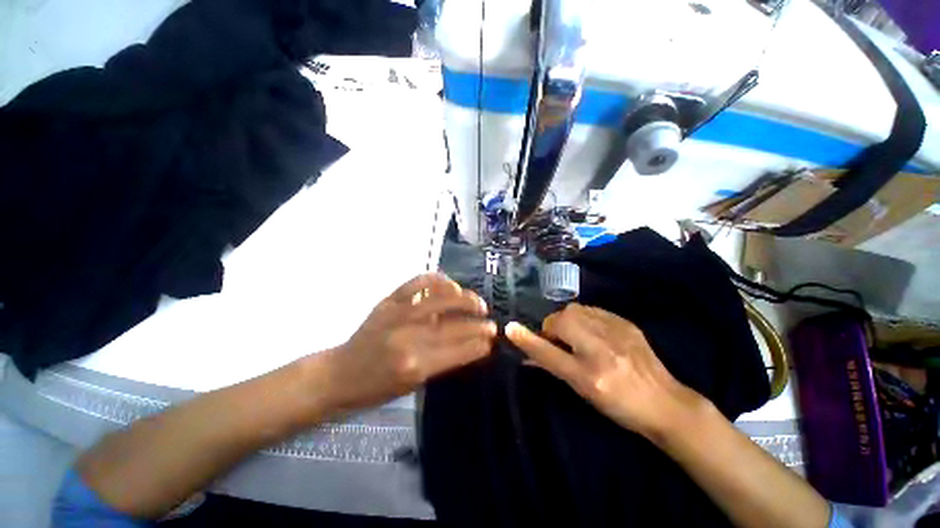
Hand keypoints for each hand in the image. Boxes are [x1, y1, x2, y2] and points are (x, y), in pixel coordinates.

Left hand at [320, 273, 496, 411]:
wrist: (339, 374)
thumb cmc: (376, 388)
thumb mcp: (412, 385)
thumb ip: (442, 362)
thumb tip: (470, 345)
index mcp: (415, 366)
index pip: (458, 351)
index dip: (479, 344)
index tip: (491, 340)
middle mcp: (409, 337)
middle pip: (454, 326)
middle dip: (478, 324)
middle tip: (491, 323)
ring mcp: (398, 314)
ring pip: (441, 299)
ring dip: (465, 299)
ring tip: (477, 302)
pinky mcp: (389, 301)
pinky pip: (417, 282)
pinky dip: (437, 280)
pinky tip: (450, 285)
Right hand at [506, 304, 706, 441]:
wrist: (666, 403)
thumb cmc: (619, 405)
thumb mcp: (582, 390)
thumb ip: (552, 367)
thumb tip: (526, 356)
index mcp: (590, 375)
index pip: (548, 353)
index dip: (526, 339)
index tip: (509, 328)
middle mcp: (602, 350)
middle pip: (560, 321)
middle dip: (553, 328)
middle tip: (560, 342)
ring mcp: (617, 333)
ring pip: (575, 311)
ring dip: (567, 320)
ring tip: (576, 335)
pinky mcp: (626, 323)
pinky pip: (592, 310)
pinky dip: (584, 317)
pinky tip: (593, 331)